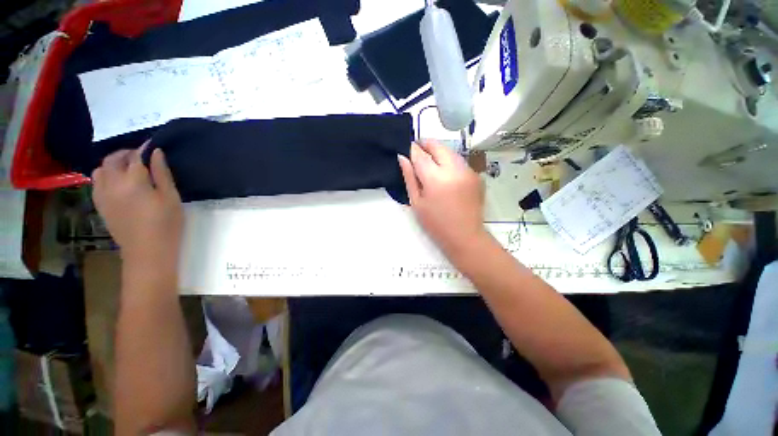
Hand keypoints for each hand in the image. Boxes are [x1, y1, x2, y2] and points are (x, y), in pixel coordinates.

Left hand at [92, 146, 182, 270]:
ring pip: (101, 169)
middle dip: (126, 153)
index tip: (153, 146)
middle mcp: (112, 184)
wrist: (147, 251)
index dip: (144, 149)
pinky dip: (106, 176)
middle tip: (141, 157)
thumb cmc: (166, 224)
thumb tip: (156, 152)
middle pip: (113, 159)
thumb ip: (162, 173)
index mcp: (133, 181)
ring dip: (113, 164)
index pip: (136, 156)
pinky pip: (97, 182)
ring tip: (128, 170)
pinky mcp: (100, 205)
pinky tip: (118, 183)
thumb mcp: (171, 197)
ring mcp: (102, 195)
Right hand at [398, 141, 486, 260]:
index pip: (421, 154)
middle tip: (417, 151)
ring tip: (430, 163)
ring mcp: (468, 171)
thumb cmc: (435, 223)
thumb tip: (402, 158)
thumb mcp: (416, 202)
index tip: (406, 148)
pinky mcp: (476, 175)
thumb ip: (409, 177)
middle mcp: (454, 169)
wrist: (465, 236)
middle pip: (438, 146)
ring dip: (438, 152)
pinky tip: (444, 174)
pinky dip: (449, 162)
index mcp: (436, 178)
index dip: (412, 149)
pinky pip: (459, 161)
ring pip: (450, 151)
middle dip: (426, 144)